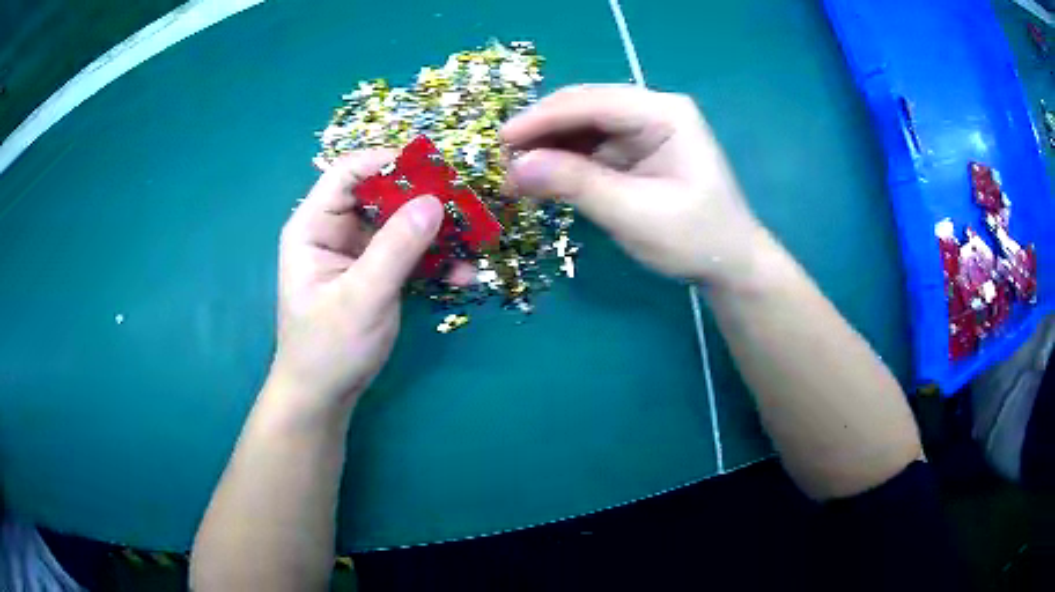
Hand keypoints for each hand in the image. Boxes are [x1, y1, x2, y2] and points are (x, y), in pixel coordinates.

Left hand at [271, 149, 443, 418]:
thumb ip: (397, 247)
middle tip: (467, 202)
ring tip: (474, 239)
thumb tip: (435, 200)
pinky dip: (434, 260)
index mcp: (314, 225)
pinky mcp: (376, 272)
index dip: (389, 161)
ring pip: (401, 223)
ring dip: (436, 232)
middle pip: (381, 193)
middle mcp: (335, 230)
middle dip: (424, 197)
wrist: (325, 397)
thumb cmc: (330, 348)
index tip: (436, 167)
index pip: (349, 172)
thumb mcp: (362, 296)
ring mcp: (357, 251)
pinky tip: (463, 274)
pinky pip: (409, 253)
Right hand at [502, 85, 761, 286]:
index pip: (594, 102)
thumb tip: (517, 167)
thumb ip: (577, 185)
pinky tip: (539, 179)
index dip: (543, 118)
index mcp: (665, 114)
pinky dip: (561, 162)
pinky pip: (588, 147)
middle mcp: (652, 111)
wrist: (729, 263)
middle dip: (541, 132)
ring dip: (546, 148)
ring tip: (513, 176)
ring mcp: (642, 129)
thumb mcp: (636, 215)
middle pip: (584, 108)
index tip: (500, 140)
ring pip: (581, 127)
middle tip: (500, 162)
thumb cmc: (695, 239)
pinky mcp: (633, 150)